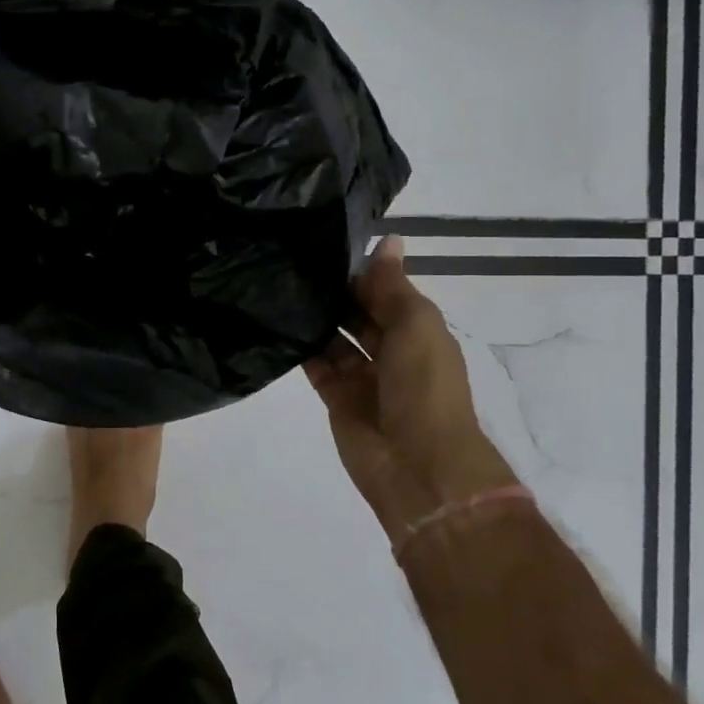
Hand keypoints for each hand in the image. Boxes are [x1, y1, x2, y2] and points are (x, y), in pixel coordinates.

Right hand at [304, 236, 513, 537]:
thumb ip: (393, 285)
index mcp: (418, 332)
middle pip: (359, 315)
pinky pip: (317, 367)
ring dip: (317, 319)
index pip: (386, 293)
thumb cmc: (424, 386)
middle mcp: (391, 352)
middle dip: (336, 294)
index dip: (362, 273)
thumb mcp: (416, 325)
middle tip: (294, 264)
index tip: (326, 246)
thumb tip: (389, 239)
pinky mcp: (337, 399)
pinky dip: (302, 349)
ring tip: (281, 287)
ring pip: (336, 340)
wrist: (418, 464)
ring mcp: (363, 378)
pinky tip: (279, 324)